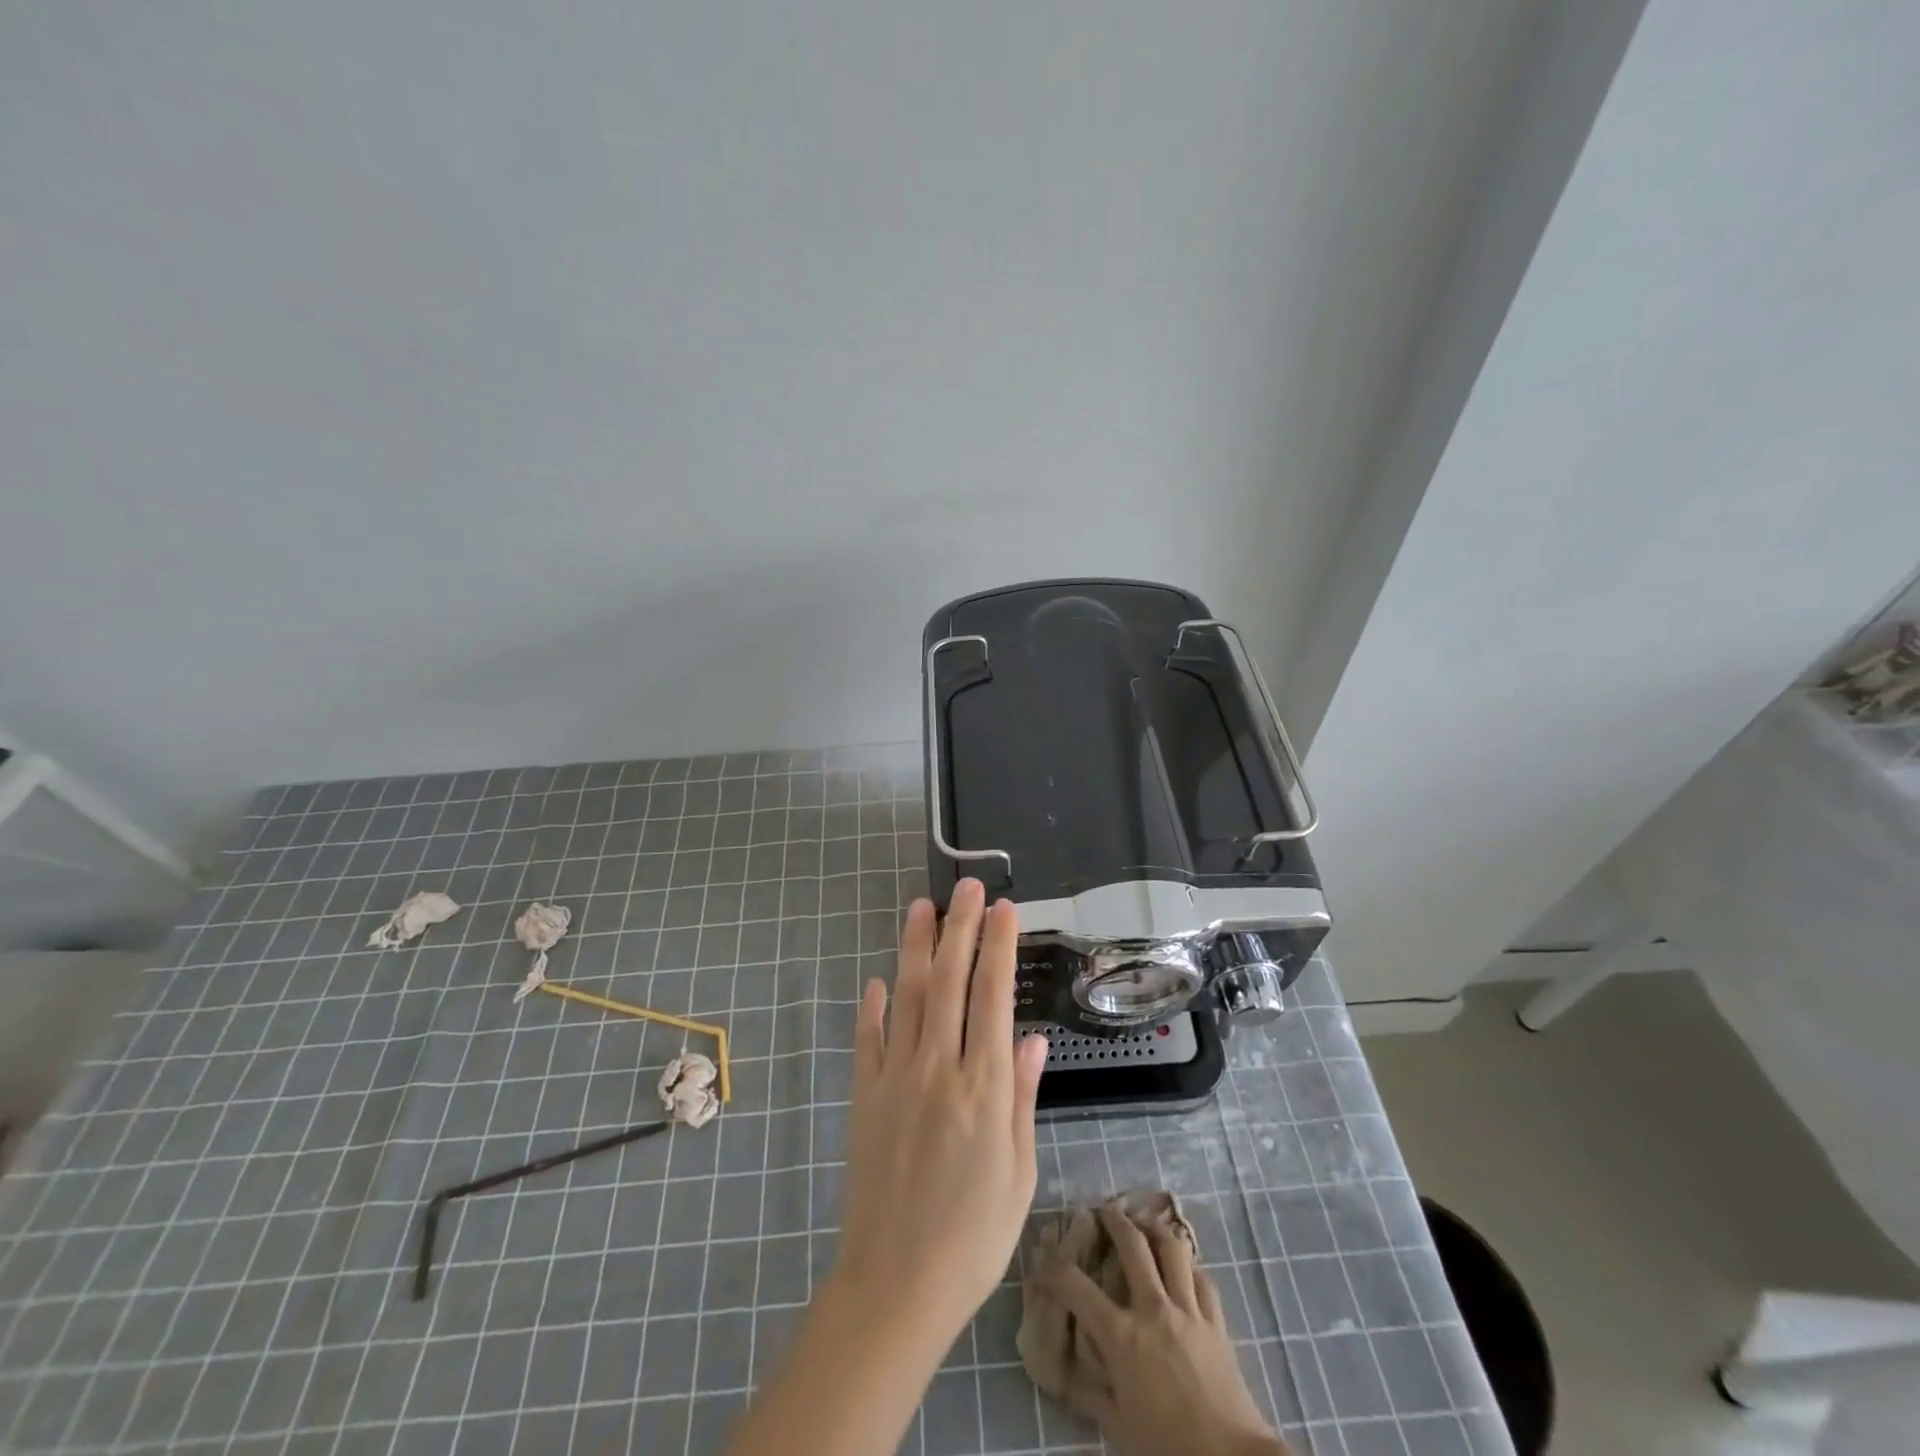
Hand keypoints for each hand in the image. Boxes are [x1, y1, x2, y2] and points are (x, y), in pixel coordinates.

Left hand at [832, 881, 1049, 1347]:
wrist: (896, 1284)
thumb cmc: (974, 1236)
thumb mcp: (1019, 1171)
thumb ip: (1024, 1096)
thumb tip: (1033, 1037)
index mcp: (985, 1086)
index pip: (993, 995)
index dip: (998, 945)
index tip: (1003, 908)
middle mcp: (939, 1067)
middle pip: (948, 980)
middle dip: (959, 927)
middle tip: (965, 886)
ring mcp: (896, 1077)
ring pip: (907, 995)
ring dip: (915, 946)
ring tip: (922, 907)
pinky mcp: (865, 1094)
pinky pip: (868, 1037)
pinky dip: (872, 1004)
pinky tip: (877, 980)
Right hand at [1046, 1205, 1288, 1455]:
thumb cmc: (1168, 1447)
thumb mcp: (1119, 1428)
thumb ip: (1092, 1395)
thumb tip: (1068, 1376)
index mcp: (1121, 1335)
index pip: (1076, 1286)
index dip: (1054, 1267)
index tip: (1044, 1257)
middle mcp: (1152, 1308)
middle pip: (1132, 1244)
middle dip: (1114, 1220)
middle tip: (1104, 1209)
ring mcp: (1188, 1309)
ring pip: (1172, 1248)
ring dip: (1156, 1228)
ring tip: (1146, 1222)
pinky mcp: (1216, 1320)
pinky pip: (1202, 1278)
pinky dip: (1190, 1265)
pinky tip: (1184, 1265)